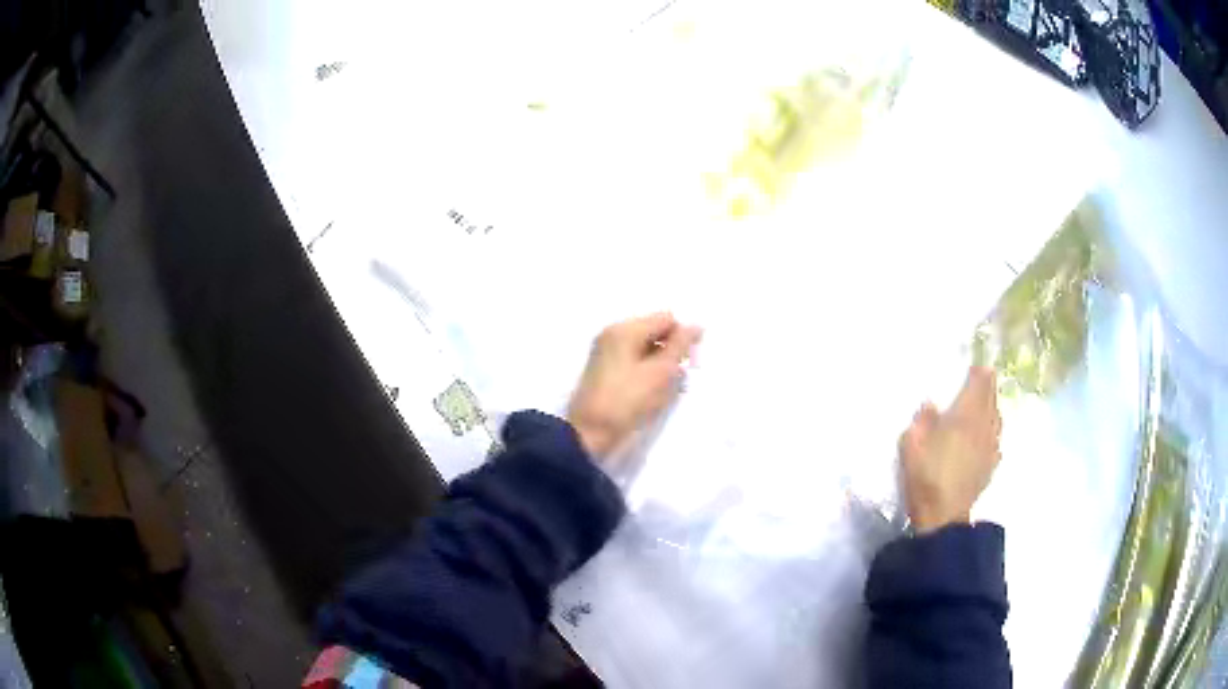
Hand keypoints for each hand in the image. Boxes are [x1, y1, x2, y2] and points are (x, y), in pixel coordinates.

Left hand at [567, 313, 701, 465]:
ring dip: (661, 363)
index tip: (691, 363)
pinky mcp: (604, 369)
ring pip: (645, 348)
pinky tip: (651, 392)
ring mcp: (606, 351)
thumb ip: (680, 346)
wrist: (589, 433)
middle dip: (671, 351)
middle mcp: (613, 333)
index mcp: (625, 329)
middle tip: (678, 378)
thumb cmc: (627, 401)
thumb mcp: (660, 372)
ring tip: (664, 389)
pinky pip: (634, 360)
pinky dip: (647, 371)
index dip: (683, 337)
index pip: (666, 319)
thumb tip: (696, 325)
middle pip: (654, 331)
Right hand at [899, 366, 1001, 533]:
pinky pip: (996, 440)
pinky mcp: (990, 466)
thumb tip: (930, 404)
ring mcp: (990, 447)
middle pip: (991, 399)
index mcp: (965, 415)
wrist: (943, 516)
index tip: (977, 365)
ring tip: (987, 404)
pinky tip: (988, 438)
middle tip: (985, 376)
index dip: (979, 373)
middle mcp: (983, 426)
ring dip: (993, 407)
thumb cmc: (926, 476)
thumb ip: (922, 420)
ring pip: (997, 419)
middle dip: (989, 386)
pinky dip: (993, 432)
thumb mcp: (911, 444)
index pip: (979, 385)